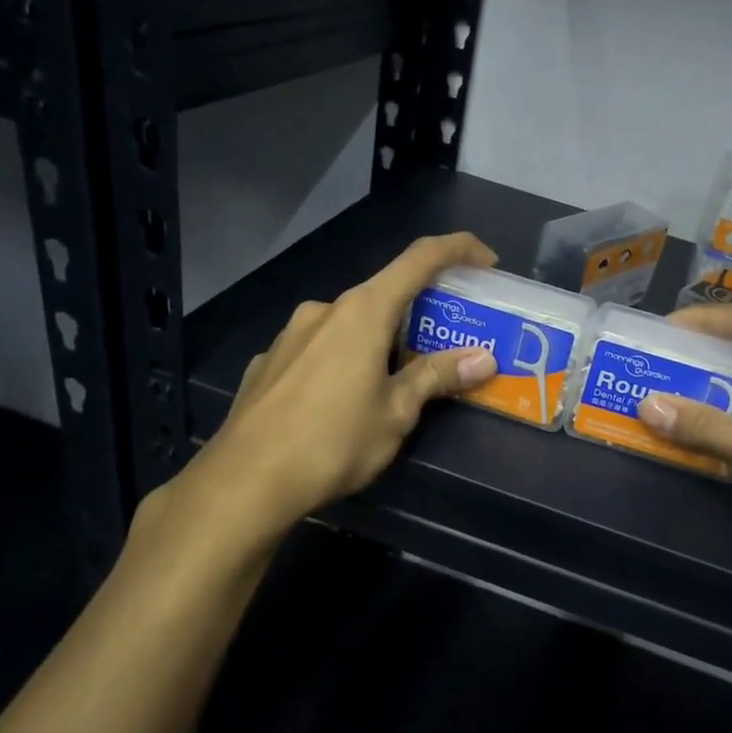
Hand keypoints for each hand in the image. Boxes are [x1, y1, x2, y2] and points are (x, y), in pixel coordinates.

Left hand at [150, 234, 500, 543]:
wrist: (244, 483)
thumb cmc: (332, 442)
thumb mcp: (396, 413)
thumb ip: (437, 377)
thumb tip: (483, 358)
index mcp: (362, 312)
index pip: (419, 259)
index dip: (458, 249)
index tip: (487, 261)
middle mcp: (324, 310)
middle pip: (384, 295)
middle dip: (419, 314)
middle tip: (445, 345)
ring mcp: (290, 335)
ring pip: (348, 325)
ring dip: (379, 340)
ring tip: (394, 381)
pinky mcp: (269, 362)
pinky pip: (318, 349)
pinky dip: (343, 360)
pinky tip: (342, 400)